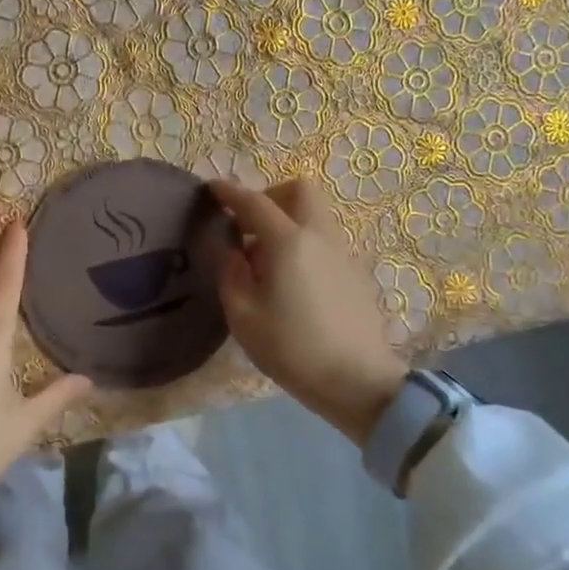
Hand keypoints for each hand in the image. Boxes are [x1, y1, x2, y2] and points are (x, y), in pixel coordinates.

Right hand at [210, 179, 408, 444]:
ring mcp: (342, 252)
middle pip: (299, 191)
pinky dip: (304, 240)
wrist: (356, 380)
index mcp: (288, 242)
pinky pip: (324, 238)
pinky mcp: (354, 271)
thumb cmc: (291, 348)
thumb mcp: (243, 316)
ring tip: (266, 256)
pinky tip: (291, 277)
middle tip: (249, 224)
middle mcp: (318, 236)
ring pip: (315, 213)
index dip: (230, 192)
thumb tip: (234, 251)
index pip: (254, 202)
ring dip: (288, 219)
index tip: (212, 188)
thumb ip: (231, 274)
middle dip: (271, 196)